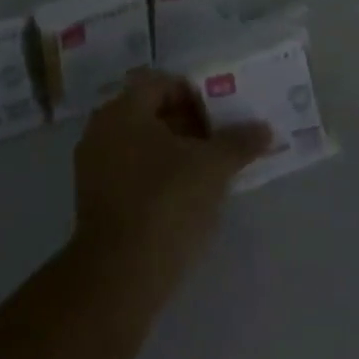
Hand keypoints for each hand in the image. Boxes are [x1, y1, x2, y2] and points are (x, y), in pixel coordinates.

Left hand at [73, 70, 269, 292]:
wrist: (120, 275)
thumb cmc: (167, 202)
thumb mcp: (213, 167)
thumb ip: (240, 141)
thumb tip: (264, 129)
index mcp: (123, 110)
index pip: (162, 83)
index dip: (196, 94)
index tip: (222, 116)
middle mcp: (102, 131)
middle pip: (151, 112)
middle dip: (189, 123)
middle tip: (221, 140)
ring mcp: (94, 167)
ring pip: (143, 144)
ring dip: (177, 150)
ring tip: (210, 169)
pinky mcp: (96, 200)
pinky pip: (133, 171)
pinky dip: (159, 174)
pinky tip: (187, 195)